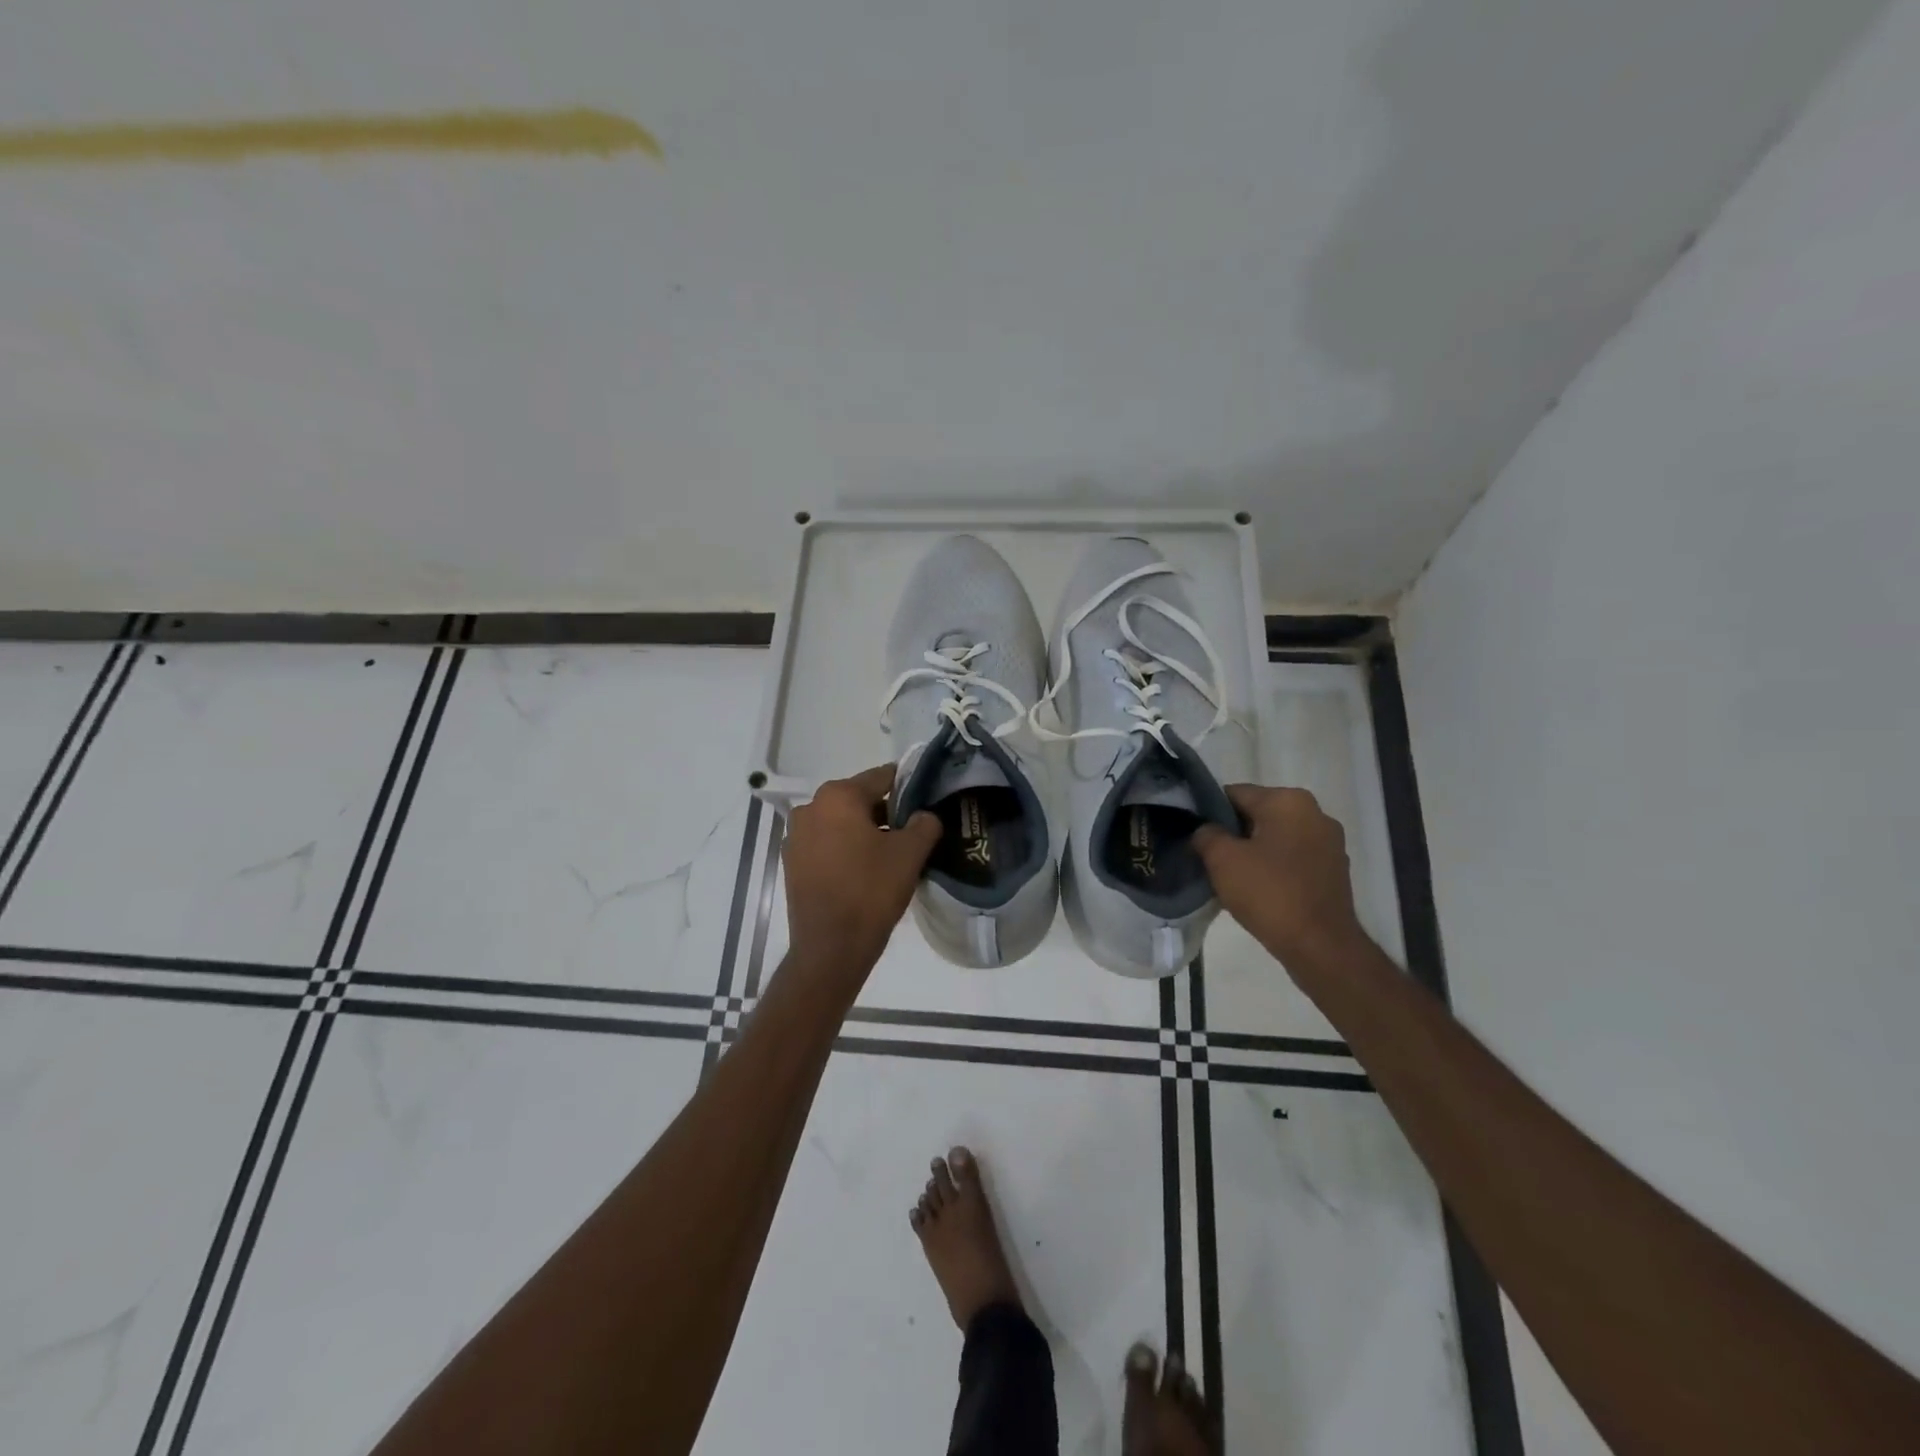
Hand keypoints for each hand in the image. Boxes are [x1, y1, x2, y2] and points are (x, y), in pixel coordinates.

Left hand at [783, 764, 941, 984]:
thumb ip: (925, 824)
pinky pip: (826, 844)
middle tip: (912, 832)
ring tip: (890, 854)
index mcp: (838, 796)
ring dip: (864, 832)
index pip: (881, 777)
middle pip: (858, 799)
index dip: (907, 786)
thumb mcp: (910, 854)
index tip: (925, 800)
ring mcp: (796, 836)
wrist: (831, 947)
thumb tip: (925, 815)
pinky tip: (864, 870)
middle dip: (885, 812)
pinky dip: (845, 849)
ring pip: (840, 822)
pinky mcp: (792, 863)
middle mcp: (810, 808)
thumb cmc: (871, 891)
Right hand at [1194, 785, 1365, 970]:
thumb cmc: (1269, 893)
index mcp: (1288, 801)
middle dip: (1233, 834)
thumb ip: (1206, 834)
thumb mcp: (1222, 859)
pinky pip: (1293, 859)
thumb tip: (1205, 831)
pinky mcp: (1334, 870)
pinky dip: (1274, 868)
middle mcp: (1315, 813)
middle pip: (1257, 815)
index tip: (1194, 836)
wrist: (1321, 946)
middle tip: (1208, 858)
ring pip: (1275, 838)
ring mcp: (1329, 843)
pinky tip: (1258, 890)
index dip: (1209, 812)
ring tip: (1231, 877)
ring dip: (1253, 852)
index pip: (1235, 794)